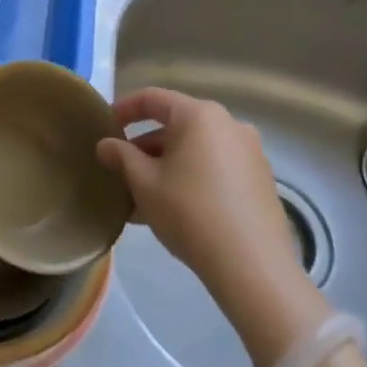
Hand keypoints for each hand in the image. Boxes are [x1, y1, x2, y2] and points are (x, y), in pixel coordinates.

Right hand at [97, 88, 327, 366]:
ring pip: (196, 149)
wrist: (252, 267)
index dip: (124, 109)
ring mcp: (250, 152)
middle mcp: (228, 124)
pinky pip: (216, 166)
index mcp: (199, 115)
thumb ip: (121, 156)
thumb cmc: (189, 212)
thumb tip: (105, 145)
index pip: (152, 98)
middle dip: (145, 146)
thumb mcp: (144, 183)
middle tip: (122, 169)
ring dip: (167, 165)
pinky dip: (191, 176)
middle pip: (176, 125)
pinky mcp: (261, 179)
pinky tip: (174, 208)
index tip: (105, 128)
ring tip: (143, 195)